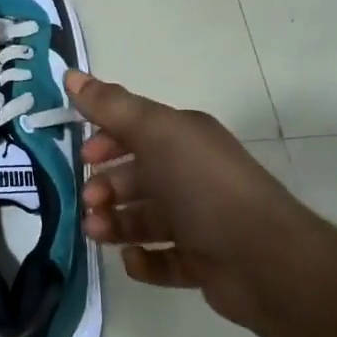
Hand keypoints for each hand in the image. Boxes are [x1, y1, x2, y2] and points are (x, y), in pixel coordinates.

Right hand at [66, 70, 317, 335]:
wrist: (265, 260)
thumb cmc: (204, 186)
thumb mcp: (155, 133)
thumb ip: (111, 106)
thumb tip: (71, 74)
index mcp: (185, 139)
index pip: (136, 131)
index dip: (105, 140)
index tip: (83, 158)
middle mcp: (192, 174)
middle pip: (137, 177)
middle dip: (106, 187)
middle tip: (90, 203)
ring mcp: (199, 220)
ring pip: (144, 218)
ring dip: (115, 223)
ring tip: (97, 233)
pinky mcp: (203, 262)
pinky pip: (163, 258)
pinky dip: (143, 259)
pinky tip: (133, 259)